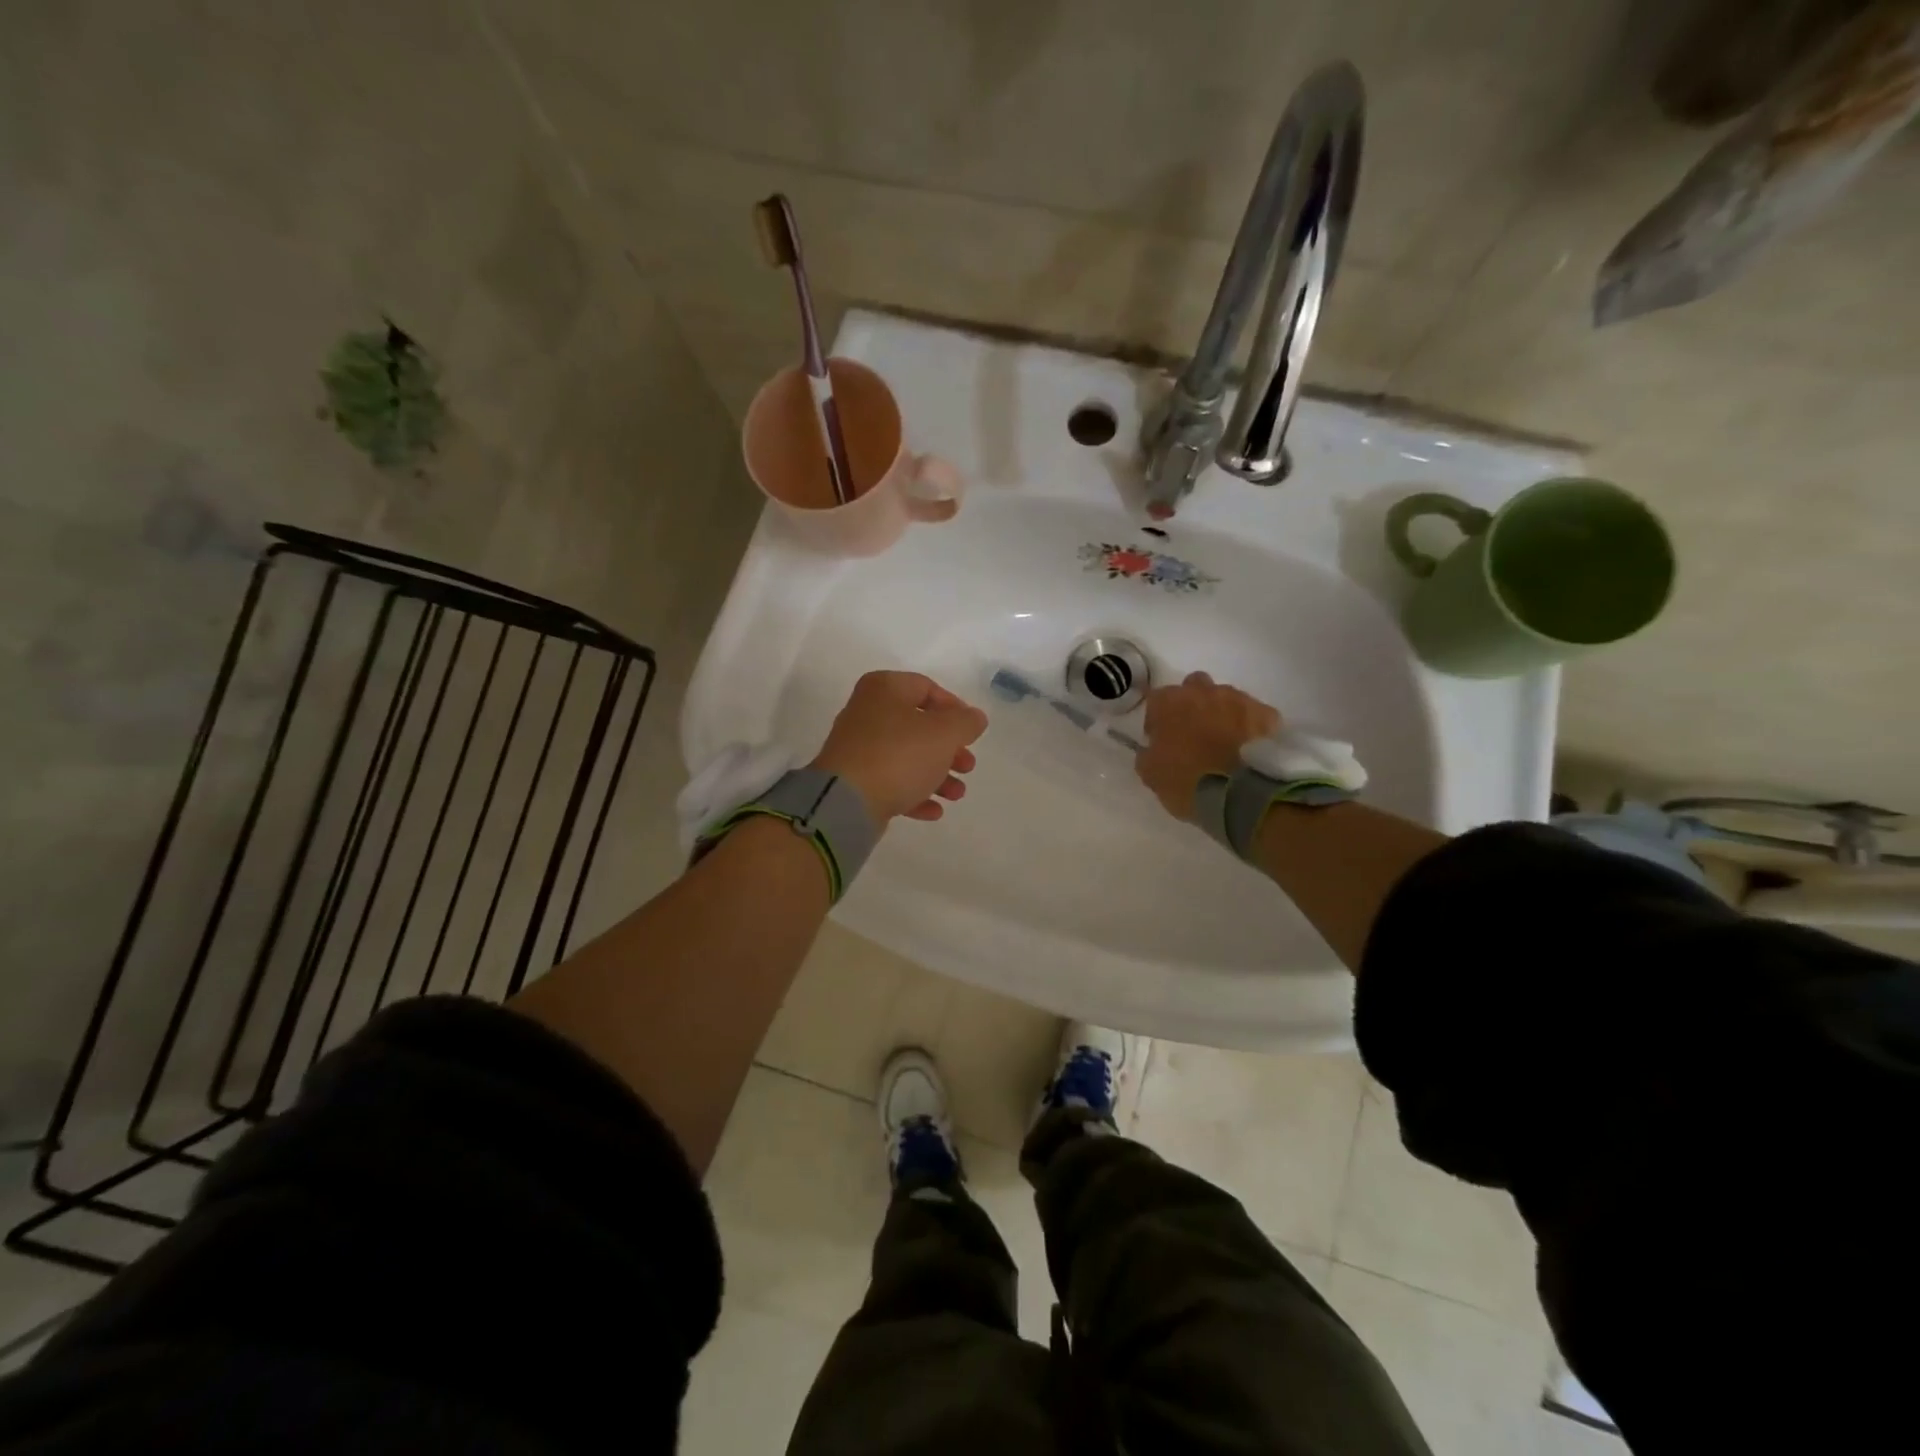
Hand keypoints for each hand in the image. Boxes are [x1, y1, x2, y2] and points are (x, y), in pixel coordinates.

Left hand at [809, 671, 988, 823]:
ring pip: (906, 756)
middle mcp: (867, 712)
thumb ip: (966, 722)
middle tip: (967, 767)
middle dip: (949, 749)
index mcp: (885, 689)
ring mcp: (858, 747)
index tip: (971, 732)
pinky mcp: (854, 779)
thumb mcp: (944, 734)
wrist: (846, 800)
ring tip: (956, 795)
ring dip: (937, 775)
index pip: (927, 688)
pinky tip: (934, 810)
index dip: (955, 708)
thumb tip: (973, 718)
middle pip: (918, 726)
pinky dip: (914, 792)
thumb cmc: (899, 755)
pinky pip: (891, 781)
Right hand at [1136, 672, 1280, 822]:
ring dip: (1222, 714)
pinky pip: (1254, 714)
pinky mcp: (1267, 714)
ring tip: (1225, 743)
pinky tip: (1249, 747)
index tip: (1160, 740)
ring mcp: (1239, 699)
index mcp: (1169, 702)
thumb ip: (1148, 754)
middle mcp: (1203, 691)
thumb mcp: (1151, 774)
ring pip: (1226, 698)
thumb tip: (1153, 749)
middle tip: (1193, 733)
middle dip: (1192, 704)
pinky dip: (1250, 726)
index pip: (1156, 700)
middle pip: (1194, 687)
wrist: (1240, 795)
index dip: (1157, 720)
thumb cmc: (1186, 782)